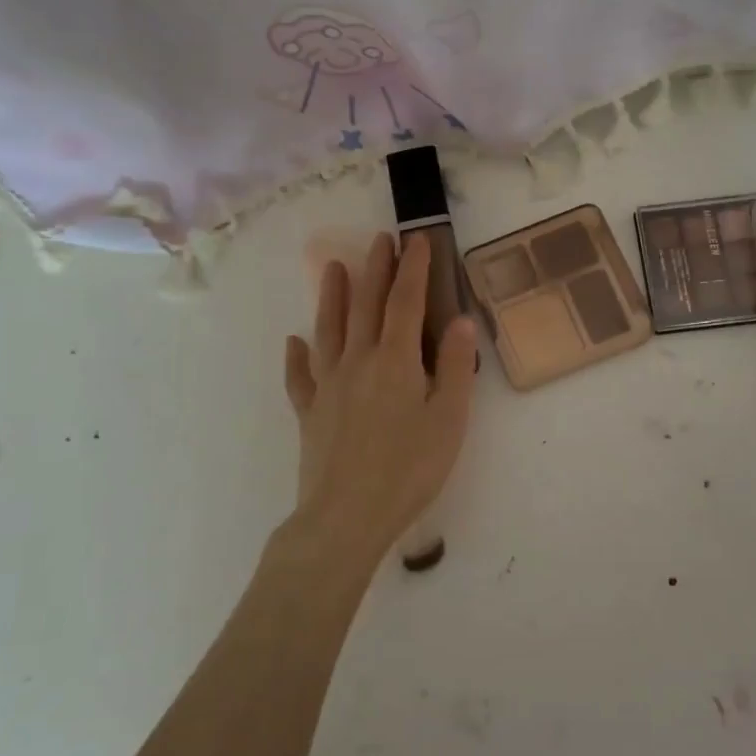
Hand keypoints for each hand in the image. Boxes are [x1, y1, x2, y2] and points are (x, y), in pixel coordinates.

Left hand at [283, 231, 477, 571]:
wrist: (346, 516)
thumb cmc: (409, 469)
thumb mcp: (449, 420)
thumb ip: (454, 367)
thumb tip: (461, 320)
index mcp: (395, 360)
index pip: (405, 302)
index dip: (413, 269)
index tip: (416, 240)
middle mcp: (357, 361)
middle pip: (365, 305)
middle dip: (375, 269)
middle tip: (379, 240)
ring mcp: (327, 385)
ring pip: (328, 329)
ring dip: (333, 297)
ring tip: (334, 268)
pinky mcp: (309, 412)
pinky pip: (300, 376)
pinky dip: (296, 356)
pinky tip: (294, 342)